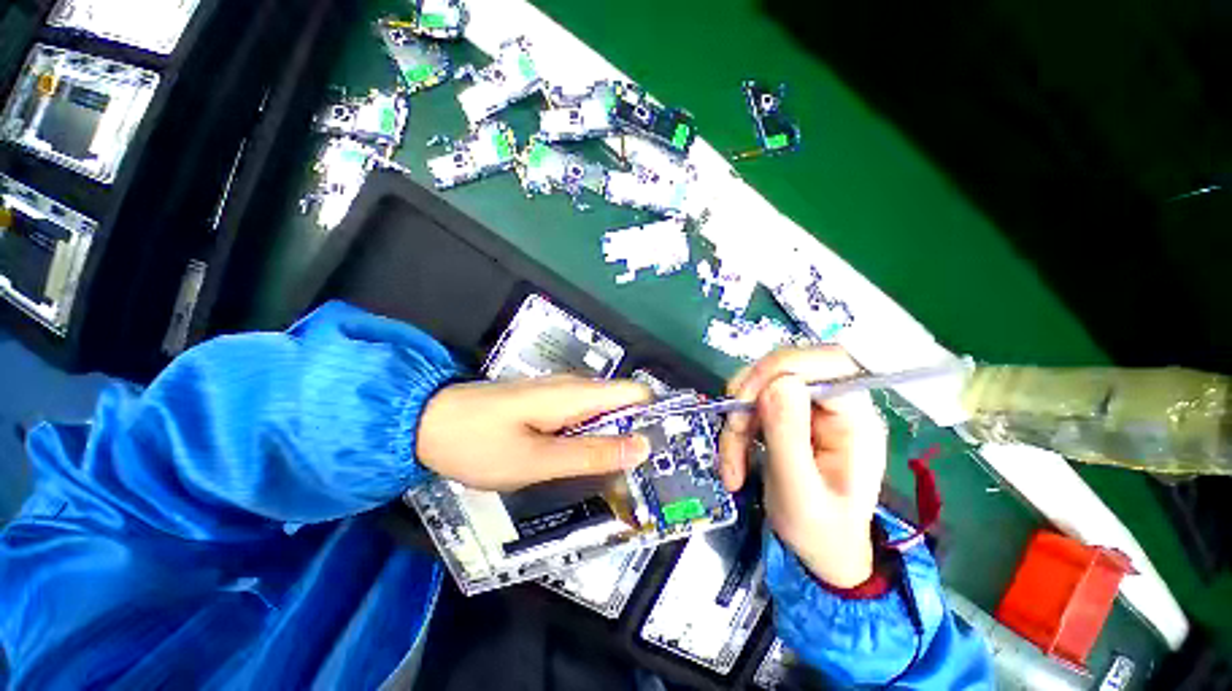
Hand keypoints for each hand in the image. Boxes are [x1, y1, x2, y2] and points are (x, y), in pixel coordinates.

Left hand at [417, 375, 652, 491]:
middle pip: (625, 403)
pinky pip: (586, 417)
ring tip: (626, 476)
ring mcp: (562, 394)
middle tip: (648, 475)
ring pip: (606, 412)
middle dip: (640, 433)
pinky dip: (596, 438)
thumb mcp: (537, 460)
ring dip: (618, 438)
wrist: (428, 423)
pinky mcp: (550, 403)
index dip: (656, 417)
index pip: (637, 393)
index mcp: (578, 395)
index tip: (667, 452)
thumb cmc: (479, 443)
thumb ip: (591, 454)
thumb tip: (642, 447)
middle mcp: (576, 387)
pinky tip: (591, 463)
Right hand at [718, 347, 887, 587]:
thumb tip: (777, 383)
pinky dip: (736, 428)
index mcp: (856, 418)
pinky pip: (752, 403)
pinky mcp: (788, 416)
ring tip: (731, 461)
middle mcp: (834, 404)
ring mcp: (809, 409)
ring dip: (737, 420)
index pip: (826, 361)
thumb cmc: (820, 533)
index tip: (745, 399)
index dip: (780, 367)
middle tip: (732, 433)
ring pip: (760, 386)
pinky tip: (734, 458)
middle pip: (784, 370)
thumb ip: (789, 437)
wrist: (819, 553)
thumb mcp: (799, 493)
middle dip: (748, 399)